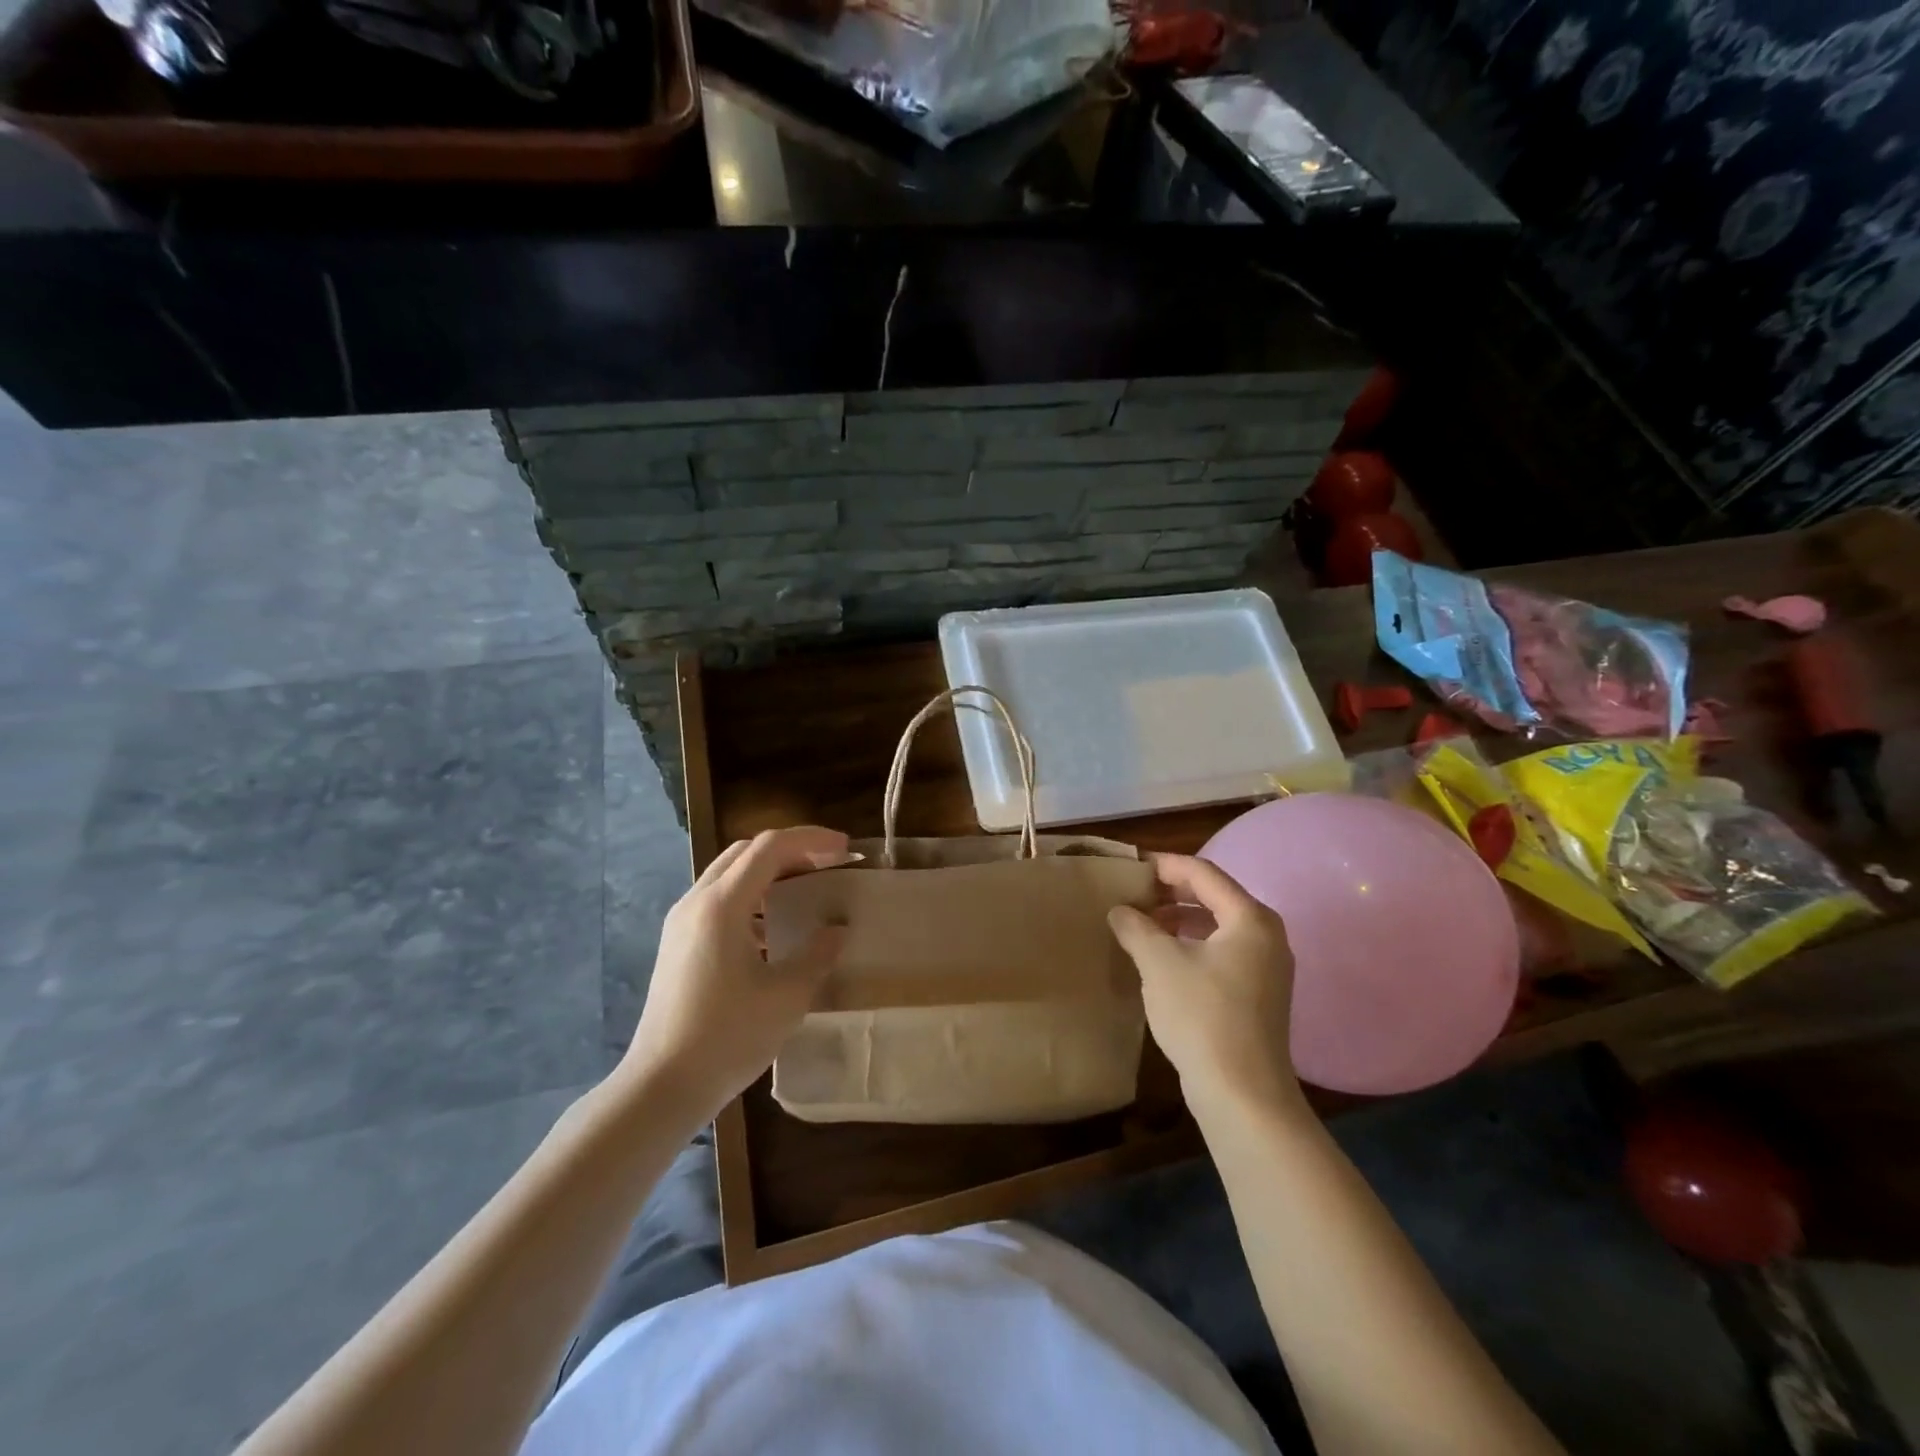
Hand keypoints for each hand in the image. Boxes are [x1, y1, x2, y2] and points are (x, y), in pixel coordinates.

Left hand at [621, 826, 850, 1120]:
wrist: (661, 1086)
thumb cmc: (728, 1038)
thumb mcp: (787, 996)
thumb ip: (818, 953)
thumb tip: (837, 928)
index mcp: (722, 905)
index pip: (770, 847)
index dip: (812, 840)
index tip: (846, 848)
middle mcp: (697, 901)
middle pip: (747, 851)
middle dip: (792, 849)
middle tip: (829, 863)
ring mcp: (682, 922)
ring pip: (730, 872)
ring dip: (770, 870)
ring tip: (806, 888)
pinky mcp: (677, 943)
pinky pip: (718, 899)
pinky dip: (752, 895)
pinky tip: (773, 927)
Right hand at [1107, 854, 1302, 1119]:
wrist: (1242, 1095)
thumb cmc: (1202, 1016)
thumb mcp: (1159, 963)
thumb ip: (1136, 927)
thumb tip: (1120, 911)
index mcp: (1250, 918)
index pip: (1203, 872)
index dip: (1164, 864)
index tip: (1130, 866)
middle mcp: (1266, 935)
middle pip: (1213, 896)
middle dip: (1170, 892)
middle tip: (1131, 893)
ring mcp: (1266, 967)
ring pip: (1216, 925)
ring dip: (1177, 919)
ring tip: (1139, 924)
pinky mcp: (1258, 994)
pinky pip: (1221, 951)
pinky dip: (1190, 944)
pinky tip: (1161, 958)